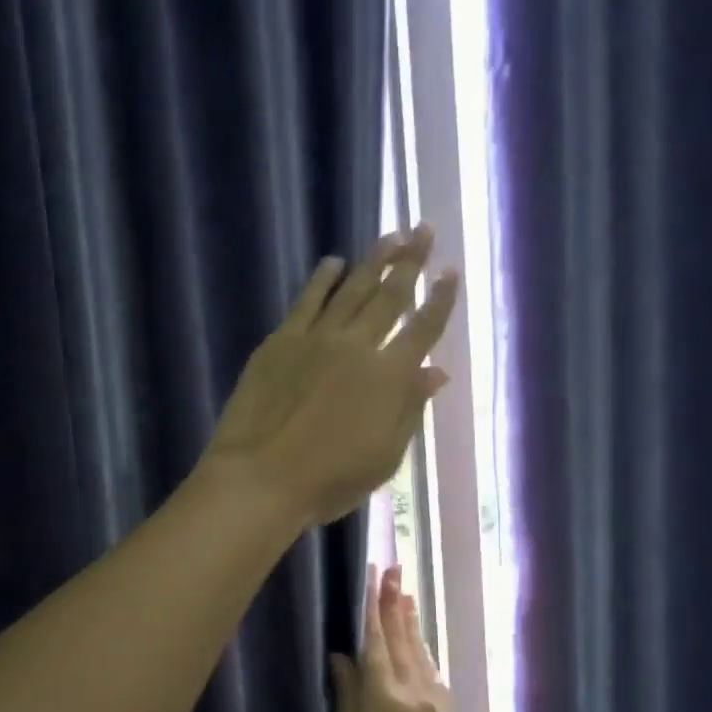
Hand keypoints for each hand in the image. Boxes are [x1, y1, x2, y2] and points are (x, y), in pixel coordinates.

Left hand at [203, 227, 458, 526]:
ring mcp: (316, 339)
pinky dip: (321, 279)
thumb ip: (410, 409)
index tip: (451, 272)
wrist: (261, 478)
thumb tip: (437, 371)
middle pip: (390, 296)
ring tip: (391, 236)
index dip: (440, 299)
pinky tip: (332, 263)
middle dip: (411, 262)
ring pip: (351, 290)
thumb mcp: (385, 457)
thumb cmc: (329, 481)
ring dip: (373, 262)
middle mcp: (358, 346)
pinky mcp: (280, 342)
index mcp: (390, 377)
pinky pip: (306, 301)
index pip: (423, 329)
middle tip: (423, 230)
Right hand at [330, 564, 479, 711]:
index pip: (376, 643)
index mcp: (384, 701)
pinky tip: (420, 648)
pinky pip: (432, 673)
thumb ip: (347, 705)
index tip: (374, 575)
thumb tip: (341, 659)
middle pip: (402, 640)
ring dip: (411, 623)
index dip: (373, 608)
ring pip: (420, 654)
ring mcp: (437, 707)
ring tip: (406, 596)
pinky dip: (422, 651)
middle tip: (394, 569)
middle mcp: (415, 693)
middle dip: (395, 603)